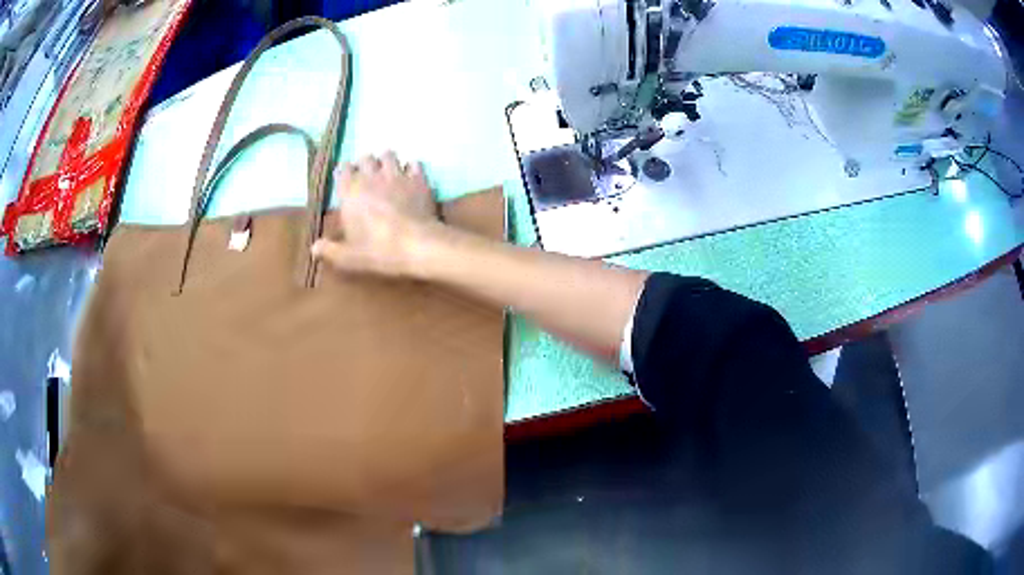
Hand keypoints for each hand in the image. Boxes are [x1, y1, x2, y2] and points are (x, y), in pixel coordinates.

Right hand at [312, 152, 439, 276]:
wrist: (416, 245)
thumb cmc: (377, 250)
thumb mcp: (348, 257)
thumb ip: (329, 250)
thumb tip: (313, 249)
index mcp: (350, 191)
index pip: (342, 169)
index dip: (345, 172)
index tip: (347, 180)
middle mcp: (371, 176)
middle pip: (365, 158)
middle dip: (365, 164)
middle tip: (368, 176)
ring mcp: (396, 174)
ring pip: (388, 155)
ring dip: (387, 161)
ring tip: (388, 172)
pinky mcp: (418, 178)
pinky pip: (413, 163)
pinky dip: (411, 168)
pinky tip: (410, 177)